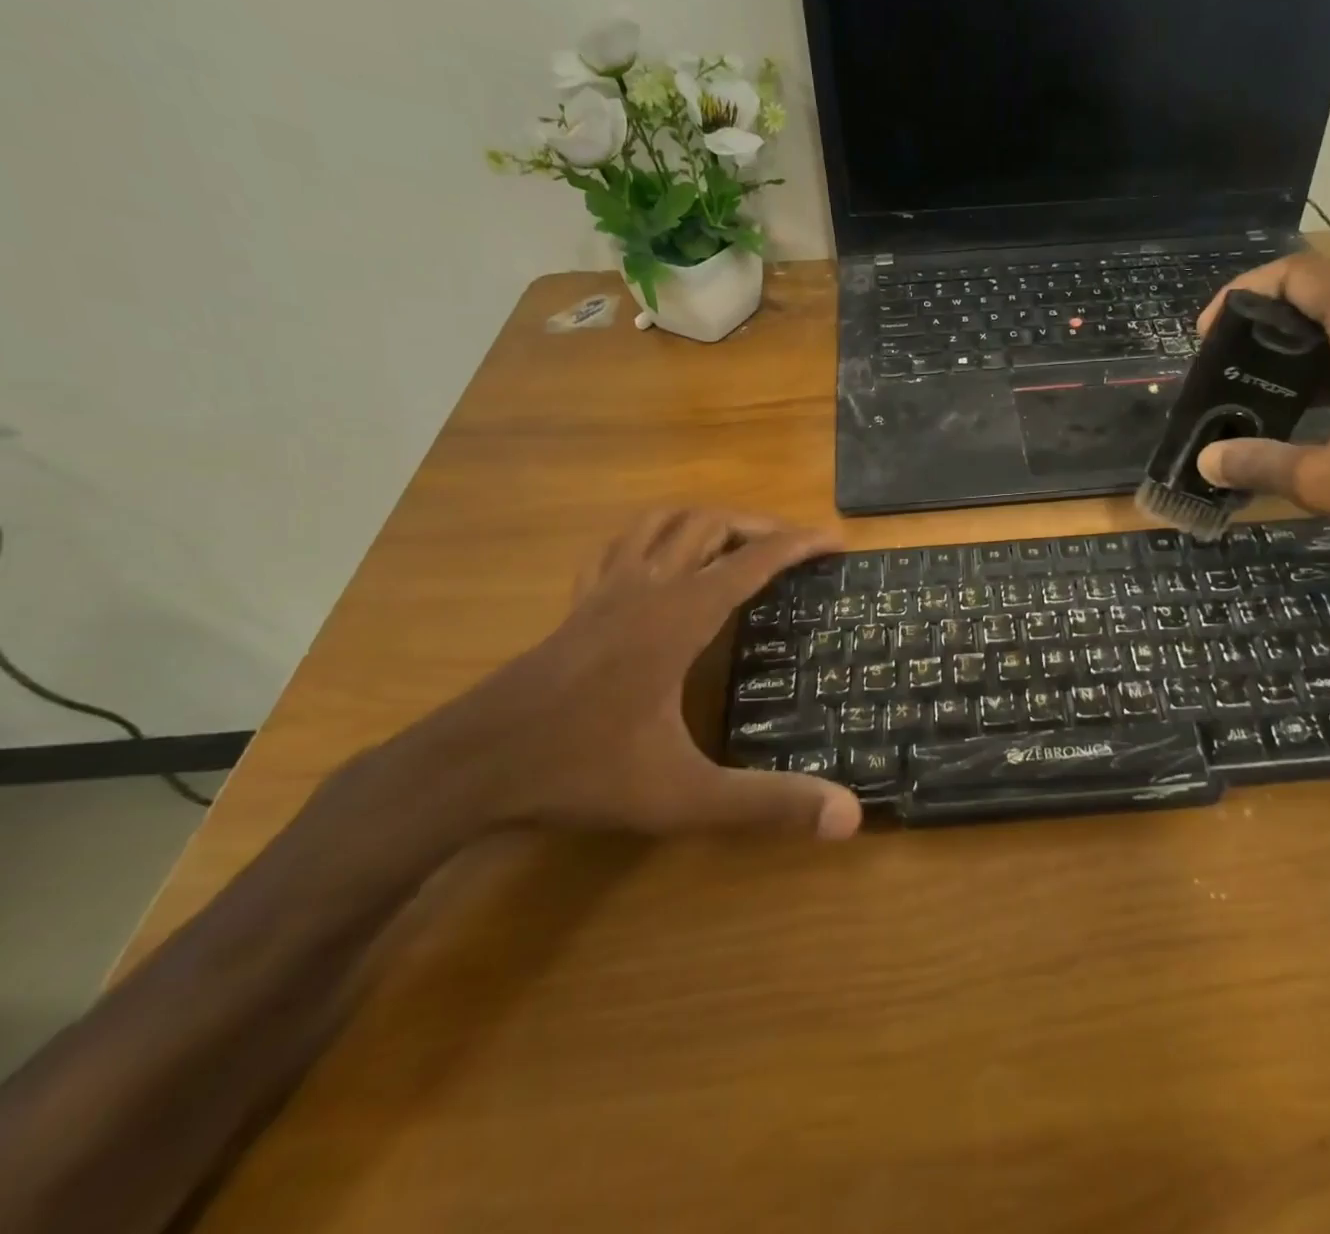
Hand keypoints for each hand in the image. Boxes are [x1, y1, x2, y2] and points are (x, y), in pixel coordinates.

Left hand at [400, 508, 860, 840]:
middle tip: (794, 547)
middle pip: (710, 525)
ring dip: (706, 520)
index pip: (754, 561)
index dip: (799, 544)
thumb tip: (850, 817)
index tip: (835, 541)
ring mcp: (605, 592)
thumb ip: (767, 803)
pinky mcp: (577, 606)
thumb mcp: (684, 795)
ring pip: (661, 523)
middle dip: (759, 526)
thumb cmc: (583, 770)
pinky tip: (657, 560)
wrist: (471, 765)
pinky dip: (651, 537)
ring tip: (735, 541)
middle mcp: (646, 587)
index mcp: (680, 616)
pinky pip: (618, 547)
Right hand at [1193, 253, 1329, 560]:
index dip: (1247, 291)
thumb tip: (1205, 460)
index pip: (1302, 274)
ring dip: (1292, 337)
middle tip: (1224, 355)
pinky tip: (1298, 405)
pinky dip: (1320, 362)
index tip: (1209, 332)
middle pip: (1321, 287)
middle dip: (1263, 311)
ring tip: (1250, 377)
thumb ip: (1263, 465)